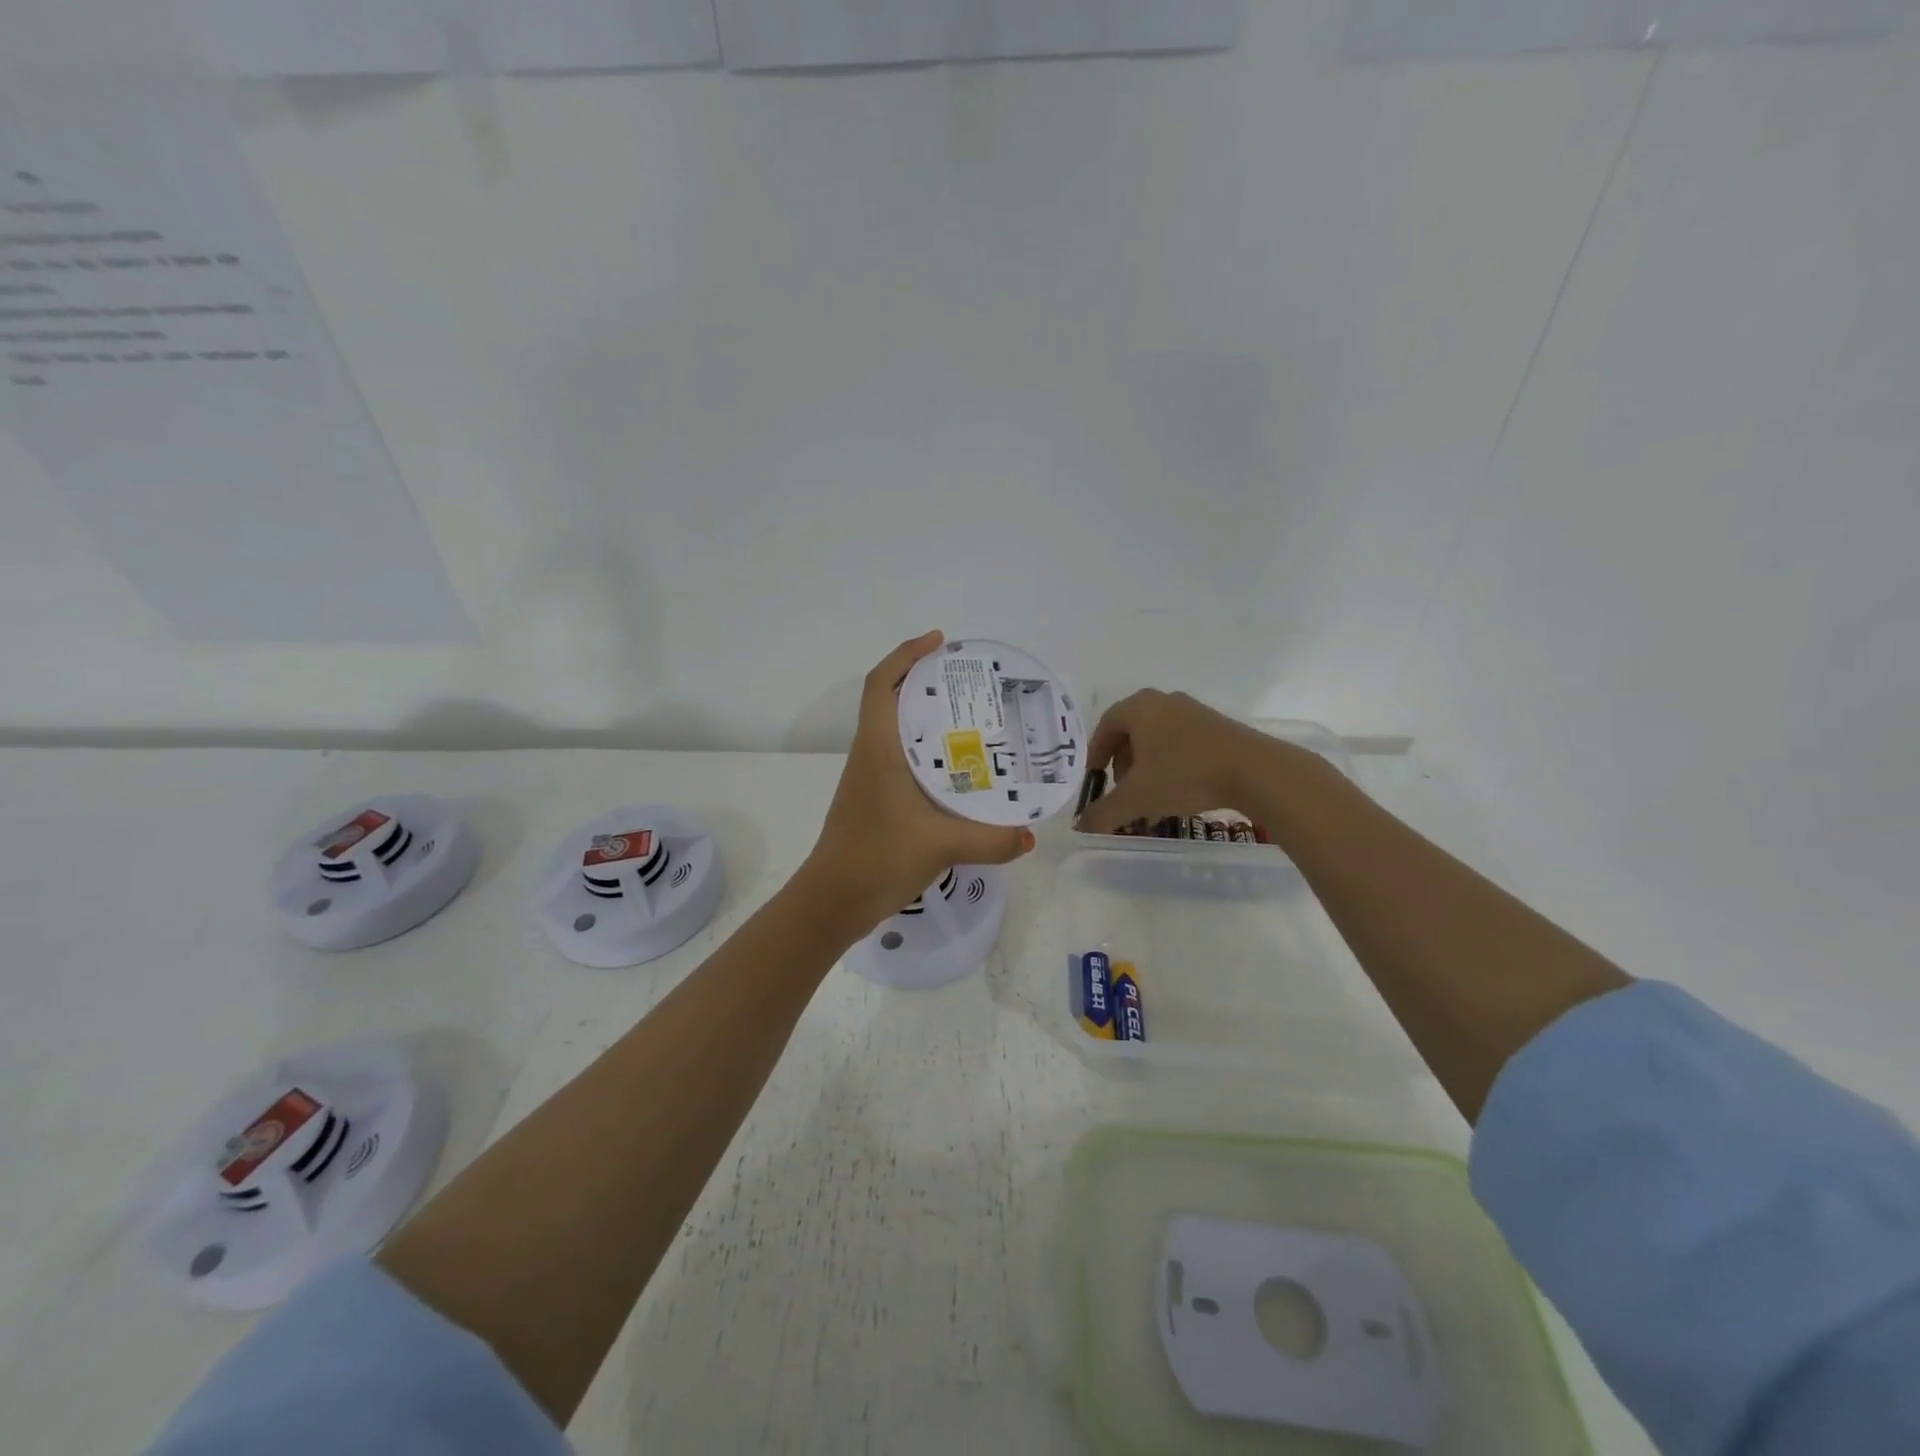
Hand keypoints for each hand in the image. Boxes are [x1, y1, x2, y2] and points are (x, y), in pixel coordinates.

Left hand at [799, 631, 1035, 936]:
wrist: (833, 901)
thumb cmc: (878, 858)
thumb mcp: (941, 845)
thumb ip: (991, 839)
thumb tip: (1030, 836)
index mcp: (877, 748)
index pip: (881, 684)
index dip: (905, 655)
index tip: (938, 641)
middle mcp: (870, 755)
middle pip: (890, 700)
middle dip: (925, 681)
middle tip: (970, 681)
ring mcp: (869, 778)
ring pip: (896, 731)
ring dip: (925, 716)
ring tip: (972, 718)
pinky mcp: (875, 800)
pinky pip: (901, 759)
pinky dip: (926, 751)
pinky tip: (957, 770)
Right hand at [1076, 689, 1279, 835]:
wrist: (1254, 771)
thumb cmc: (1185, 775)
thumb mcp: (1137, 798)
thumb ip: (1104, 812)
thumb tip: (1081, 827)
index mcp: (1139, 707)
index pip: (1105, 726)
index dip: (1095, 755)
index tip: (1096, 780)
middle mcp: (1164, 701)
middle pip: (1131, 732)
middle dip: (1122, 764)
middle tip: (1122, 790)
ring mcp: (1193, 711)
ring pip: (1157, 739)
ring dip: (1147, 768)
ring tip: (1150, 798)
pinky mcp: (1217, 726)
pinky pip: (1181, 743)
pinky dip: (1170, 765)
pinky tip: (1178, 792)